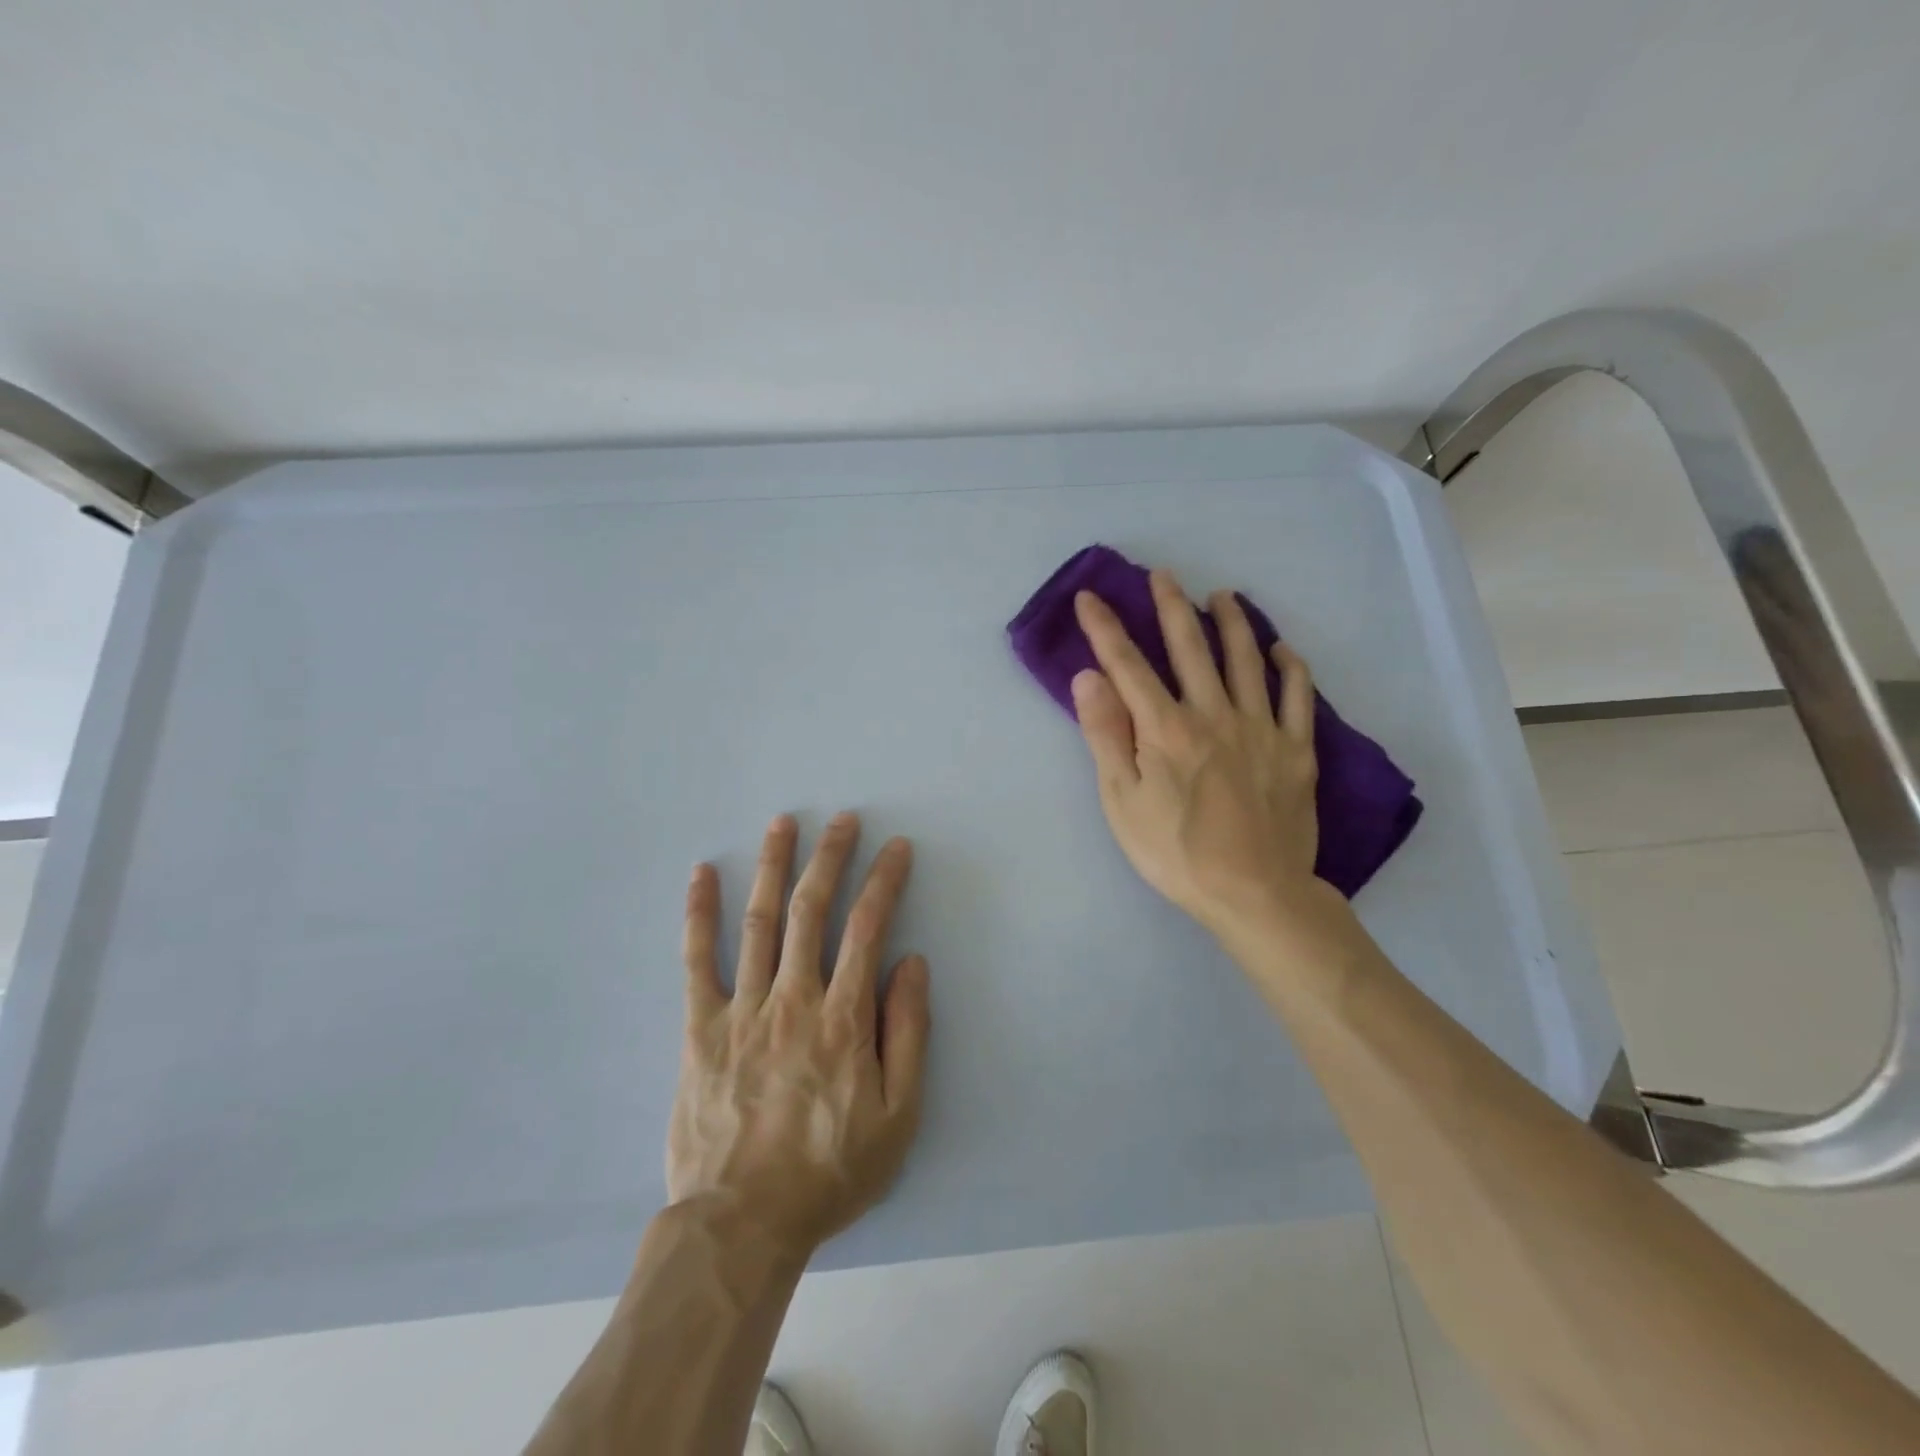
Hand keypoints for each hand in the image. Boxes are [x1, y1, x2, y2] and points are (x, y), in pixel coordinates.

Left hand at [667, 812, 930, 1262]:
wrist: (741, 1223)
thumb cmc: (829, 1171)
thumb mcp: (898, 1116)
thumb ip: (908, 1034)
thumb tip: (912, 964)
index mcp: (843, 1018)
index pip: (868, 929)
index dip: (884, 882)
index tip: (896, 848)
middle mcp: (793, 998)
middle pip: (811, 910)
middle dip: (830, 857)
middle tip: (843, 819)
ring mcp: (742, 1009)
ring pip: (759, 922)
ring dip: (772, 866)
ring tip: (782, 823)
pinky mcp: (700, 1029)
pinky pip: (697, 961)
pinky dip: (699, 914)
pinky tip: (702, 874)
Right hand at [1071, 570, 1329, 937]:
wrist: (1254, 894)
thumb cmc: (1175, 853)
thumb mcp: (1122, 801)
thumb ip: (1106, 735)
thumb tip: (1090, 677)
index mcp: (1165, 729)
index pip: (1129, 666)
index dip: (1106, 629)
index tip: (1090, 598)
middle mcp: (1214, 714)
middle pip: (1190, 648)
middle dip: (1170, 607)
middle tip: (1162, 575)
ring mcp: (1261, 728)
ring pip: (1246, 660)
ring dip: (1232, 622)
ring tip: (1221, 596)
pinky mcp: (1296, 750)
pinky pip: (1298, 697)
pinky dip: (1290, 667)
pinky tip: (1281, 650)